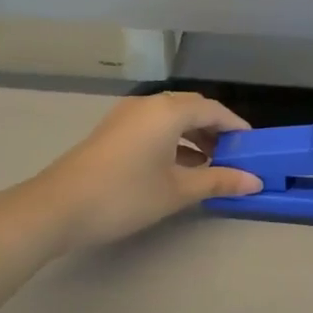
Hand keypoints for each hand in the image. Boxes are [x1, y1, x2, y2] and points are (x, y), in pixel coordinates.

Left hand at [21, 92, 261, 251]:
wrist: (57, 207)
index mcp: (168, 111)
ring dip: (193, 136)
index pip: (213, 110)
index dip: (236, 127)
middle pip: (192, 108)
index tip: (253, 148)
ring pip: (171, 117)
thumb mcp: (177, 191)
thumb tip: (254, 182)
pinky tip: (178, 168)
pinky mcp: (112, 131)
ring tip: (209, 166)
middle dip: (215, 130)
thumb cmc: (124, 196)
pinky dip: (172, 140)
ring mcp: (126, 116)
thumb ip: (218, 181)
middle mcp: (148, 104)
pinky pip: (153, 126)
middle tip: (233, 157)